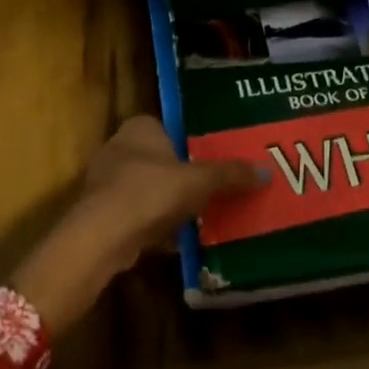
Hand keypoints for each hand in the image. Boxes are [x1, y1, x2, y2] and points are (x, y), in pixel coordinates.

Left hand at [10, 116, 260, 335]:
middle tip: (210, 190)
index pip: (169, 127)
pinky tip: (173, 241)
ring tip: (197, 217)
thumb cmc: (152, 192)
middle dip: (180, 176)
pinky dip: (152, 225)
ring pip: (146, 188)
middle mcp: (118, 146)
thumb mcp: (200, 181)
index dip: (189, 143)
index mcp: (140, 127)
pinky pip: (135, 214)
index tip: (211, 160)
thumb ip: (231, 174)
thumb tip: (267, 172)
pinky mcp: (100, 212)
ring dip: (166, 203)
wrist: (103, 236)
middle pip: (158, 159)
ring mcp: (105, 180)